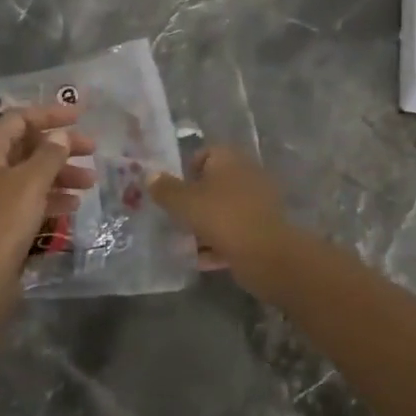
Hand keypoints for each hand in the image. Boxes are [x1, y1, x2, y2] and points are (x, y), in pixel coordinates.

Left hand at [0, 104, 93, 324]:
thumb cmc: (1, 225)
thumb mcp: (30, 184)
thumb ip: (50, 154)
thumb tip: (61, 135)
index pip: (19, 119)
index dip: (51, 114)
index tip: (82, 116)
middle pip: (24, 145)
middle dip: (60, 147)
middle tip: (93, 150)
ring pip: (27, 174)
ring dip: (59, 174)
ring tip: (90, 182)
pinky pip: (23, 198)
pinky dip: (47, 197)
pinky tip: (73, 206)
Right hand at [146, 147, 290, 291]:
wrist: (266, 253)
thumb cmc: (221, 217)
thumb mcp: (184, 202)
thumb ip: (165, 189)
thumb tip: (149, 174)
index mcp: (229, 159)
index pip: (205, 154)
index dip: (187, 171)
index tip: (173, 193)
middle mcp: (246, 174)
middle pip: (214, 184)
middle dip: (194, 202)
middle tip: (176, 219)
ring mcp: (258, 202)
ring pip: (224, 210)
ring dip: (205, 225)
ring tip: (185, 244)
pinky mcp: (263, 228)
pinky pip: (235, 231)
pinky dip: (219, 243)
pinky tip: (202, 260)